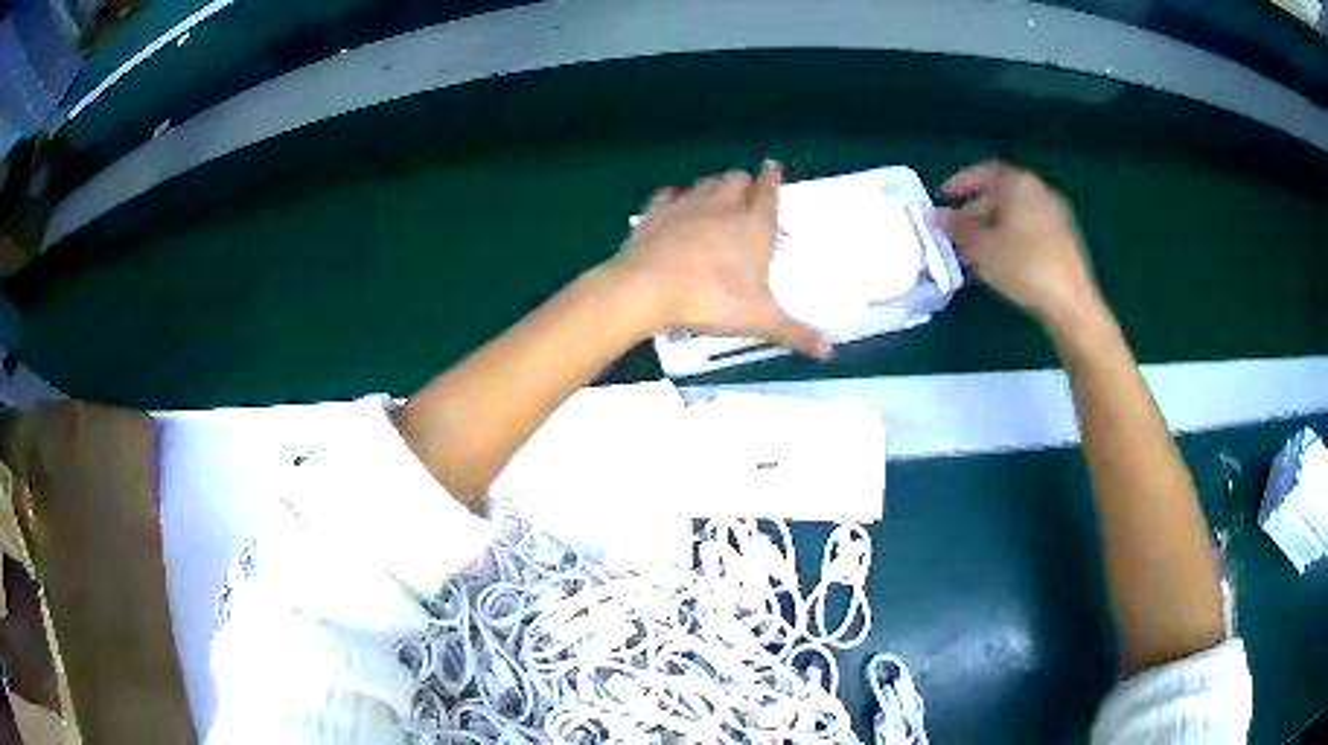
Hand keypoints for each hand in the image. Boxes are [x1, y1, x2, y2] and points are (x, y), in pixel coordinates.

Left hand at [612, 162, 831, 358]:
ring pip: (705, 183)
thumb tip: (829, 351)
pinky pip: (668, 194)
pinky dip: (676, 196)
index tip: (772, 166)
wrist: (646, 288)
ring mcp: (686, 206)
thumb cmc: (710, 299)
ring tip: (717, 196)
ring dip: (714, 186)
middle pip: (736, 180)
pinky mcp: (655, 213)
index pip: (767, 193)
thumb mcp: (759, 320)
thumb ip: (795, 332)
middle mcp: (722, 207)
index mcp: (753, 226)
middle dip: (744, 183)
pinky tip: (675, 201)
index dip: (772, 179)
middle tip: (746, 192)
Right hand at [935, 160, 1105, 331]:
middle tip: (955, 232)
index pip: (983, 172)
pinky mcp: (1063, 239)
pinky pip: (1029, 229)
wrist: (1071, 304)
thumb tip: (934, 216)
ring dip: (991, 228)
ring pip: (1014, 215)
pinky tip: (999, 262)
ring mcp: (1055, 215)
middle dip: (974, 211)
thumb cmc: (1024, 268)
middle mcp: (1039, 191)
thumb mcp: (982, 248)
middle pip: (1000, 194)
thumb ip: (957, 228)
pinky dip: (1010, 238)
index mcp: (1019, 184)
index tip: (942, 197)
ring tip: (972, 254)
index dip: (960, 183)